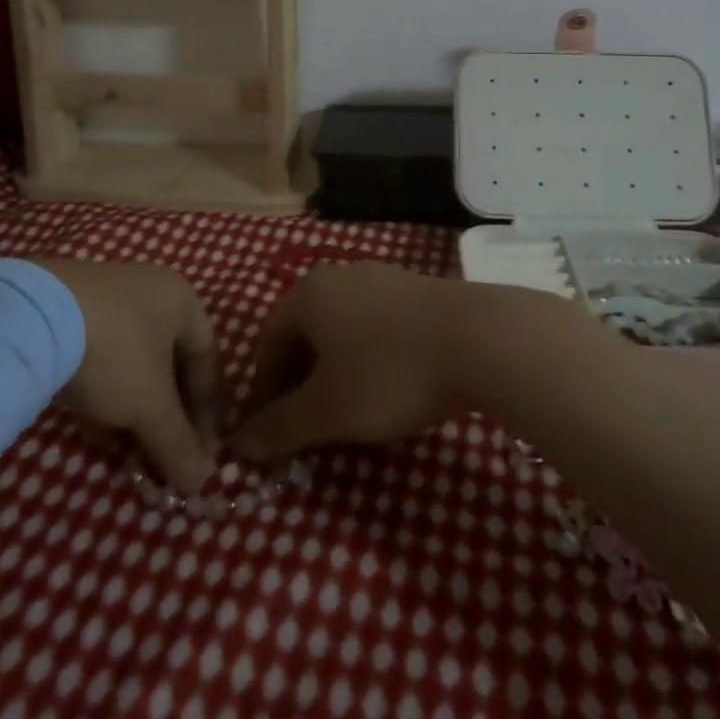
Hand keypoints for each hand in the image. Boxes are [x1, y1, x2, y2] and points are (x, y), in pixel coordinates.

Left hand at [35, 260, 221, 492]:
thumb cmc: (114, 353)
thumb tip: (201, 482)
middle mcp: (149, 290)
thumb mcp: (150, 407)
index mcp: (181, 299)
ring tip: (129, 451)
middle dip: (168, 414)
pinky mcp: (68, 310)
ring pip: (132, 362)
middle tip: (165, 455)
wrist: (30, 318)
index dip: (209, 409)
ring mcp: (106, 296)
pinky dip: (104, 395)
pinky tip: (95, 431)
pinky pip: (100, 357)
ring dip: (135, 409)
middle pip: (170, 361)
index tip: (202, 450)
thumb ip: (179, 444)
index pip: (208, 359)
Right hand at [231, 262, 470, 461]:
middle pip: (305, 330)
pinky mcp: (418, 289)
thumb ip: (280, 427)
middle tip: (309, 422)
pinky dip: (369, 355)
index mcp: (308, 293)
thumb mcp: (328, 411)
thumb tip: (238, 444)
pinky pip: (377, 324)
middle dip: (300, 378)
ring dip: (336, 368)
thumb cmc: (389, 372)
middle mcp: (340, 275)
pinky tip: (391, 385)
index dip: (264, 386)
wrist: (481, 339)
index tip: (273, 426)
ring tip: (350, 408)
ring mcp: (383, 277)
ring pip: (342, 326)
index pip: (267, 339)